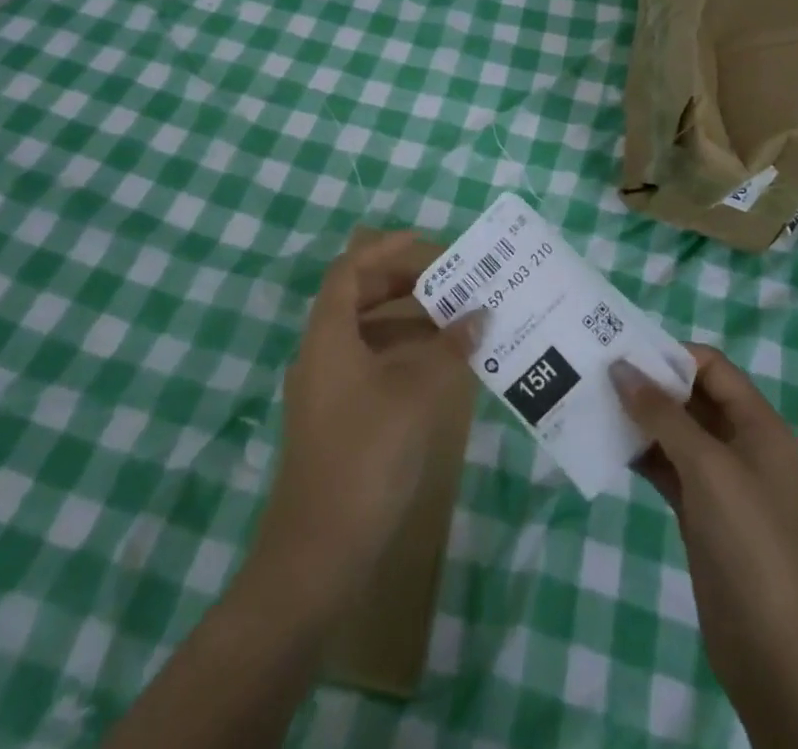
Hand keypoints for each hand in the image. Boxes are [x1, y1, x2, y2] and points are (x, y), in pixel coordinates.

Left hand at [248, 231, 468, 608]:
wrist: (317, 555)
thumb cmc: (365, 457)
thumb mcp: (415, 395)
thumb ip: (449, 349)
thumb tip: (479, 314)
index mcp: (328, 334)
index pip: (351, 269)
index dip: (386, 248)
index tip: (428, 243)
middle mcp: (321, 352)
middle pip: (359, 297)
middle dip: (403, 282)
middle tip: (450, 280)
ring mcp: (326, 388)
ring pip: (367, 334)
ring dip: (408, 321)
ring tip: (455, 319)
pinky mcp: (337, 419)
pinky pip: (371, 366)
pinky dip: (403, 355)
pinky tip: (438, 368)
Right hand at [615, 346, 797, 748]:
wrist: (770, 647)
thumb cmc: (747, 540)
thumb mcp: (706, 466)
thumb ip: (662, 413)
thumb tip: (621, 367)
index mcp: (758, 425)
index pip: (713, 368)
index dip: (672, 355)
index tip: (624, 352)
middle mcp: (742, 444)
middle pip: (692, 396)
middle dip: (650, 384)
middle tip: (600, 372)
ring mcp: (720, 479)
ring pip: (675, 431)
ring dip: (640, 418)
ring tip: (594, 402)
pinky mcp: (700, 509)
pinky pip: (667, 465)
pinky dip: (641, 453)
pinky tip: (607, 444)